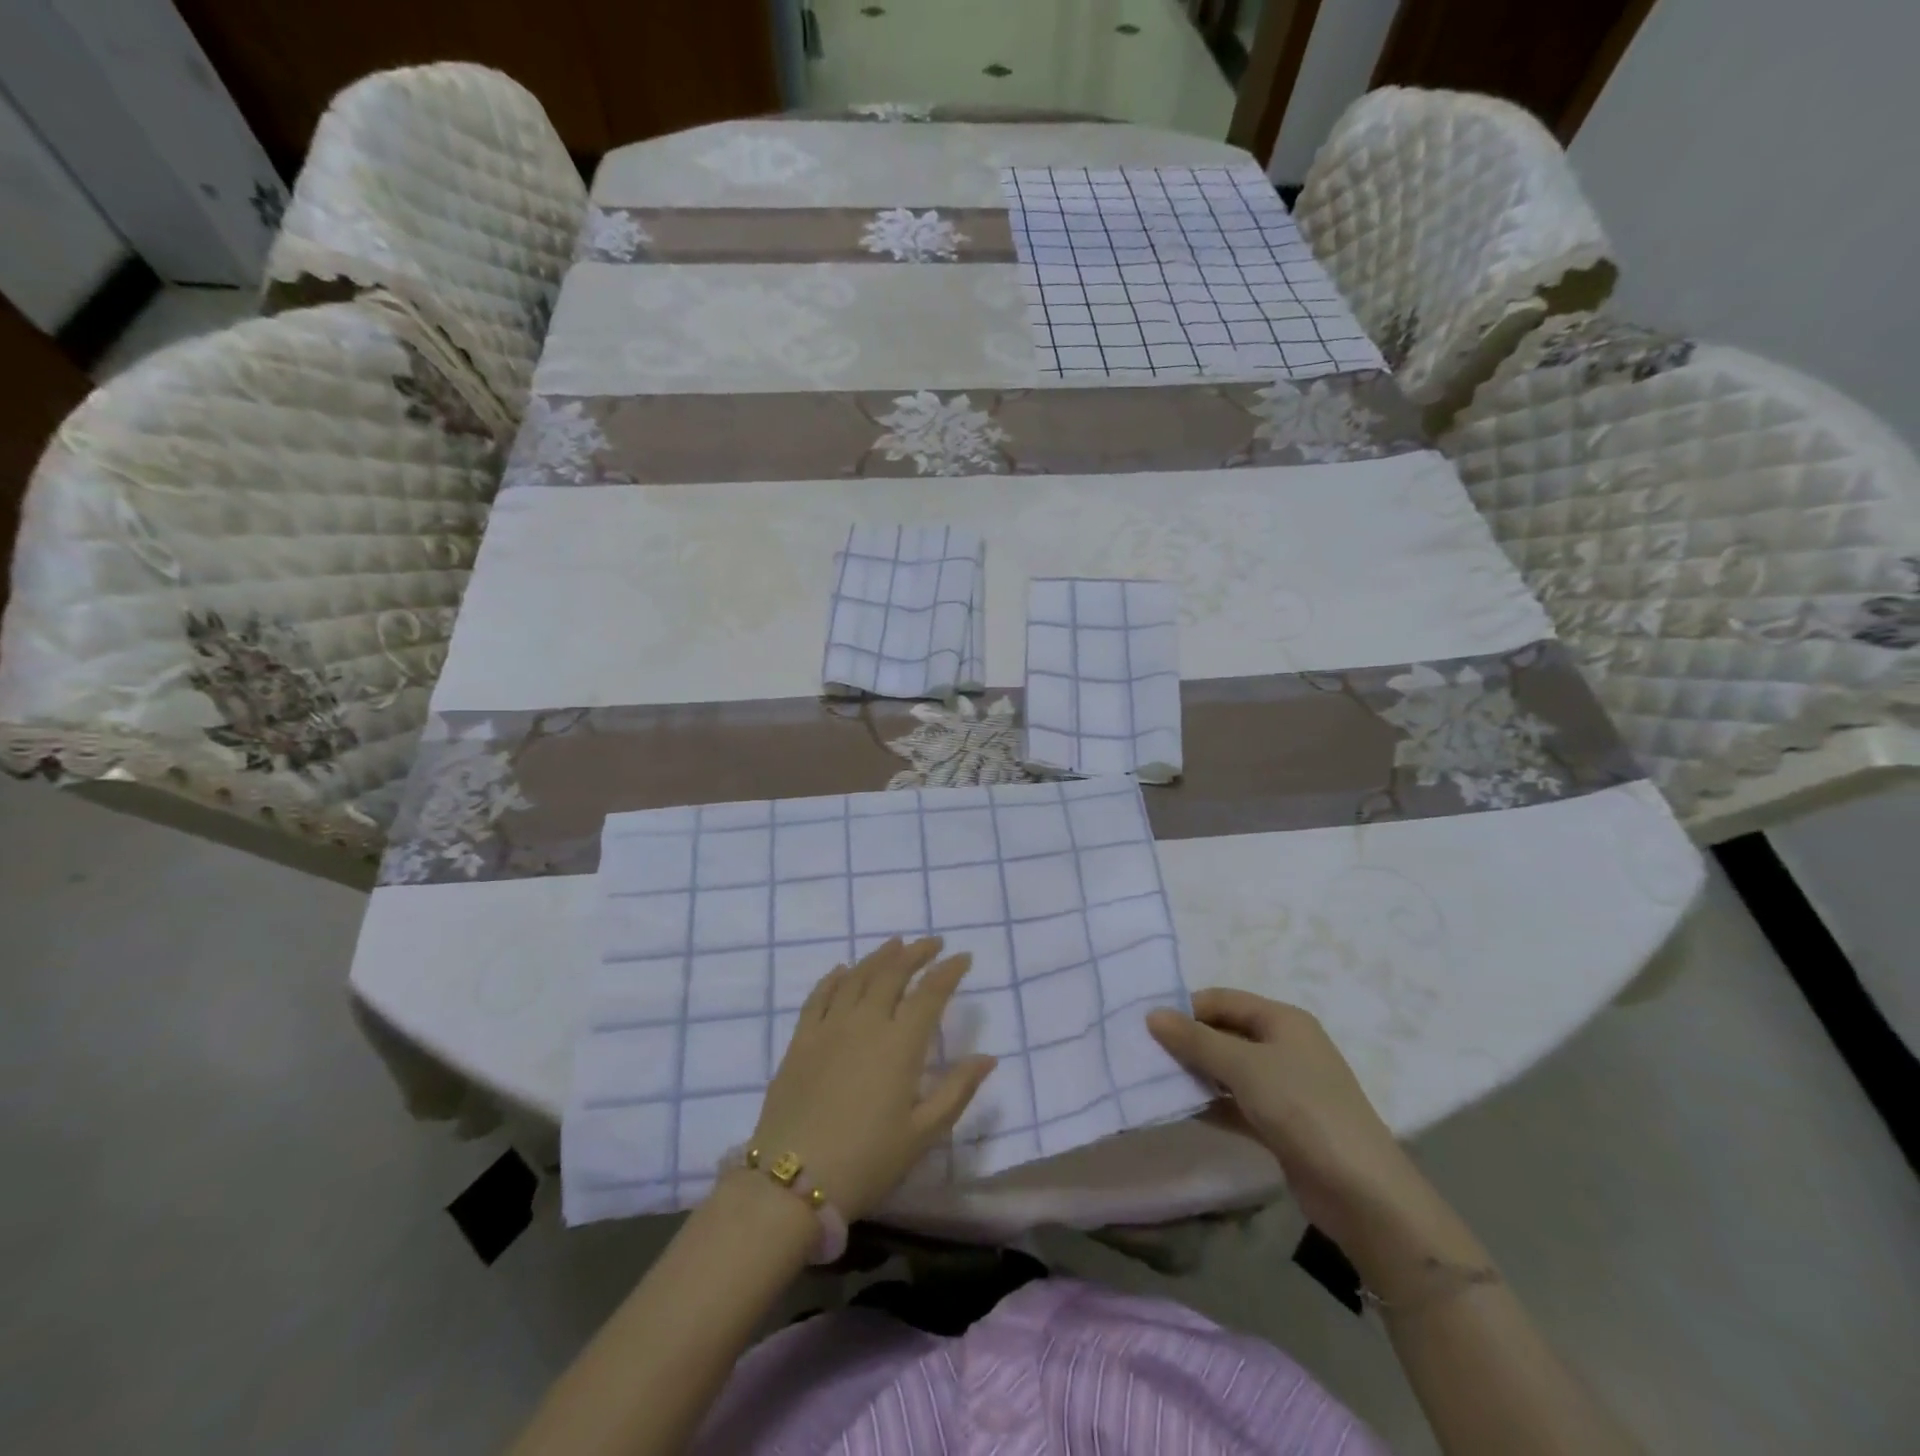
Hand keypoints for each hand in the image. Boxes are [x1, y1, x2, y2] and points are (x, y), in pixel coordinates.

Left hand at [750, 936, 995, 1219]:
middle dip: (916, 953)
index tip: (963, 957)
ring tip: (895, 945)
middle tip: (932, 943)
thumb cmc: (866, 1160)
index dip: (949, 971)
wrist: (791, 1181)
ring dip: (879, 957)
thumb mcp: (922, 1134)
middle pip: (893, 973)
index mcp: (900, 1044)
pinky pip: (819, 995)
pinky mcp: (801, 1039)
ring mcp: (829, 1027)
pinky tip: (842, 971)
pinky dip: (835, 977)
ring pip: (857, 977)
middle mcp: (866, 1022)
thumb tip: (988, 1058)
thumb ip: (957, 1090)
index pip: (930, 993)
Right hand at [1147, 989, 1432, 1254]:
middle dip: (1188, 1042)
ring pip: (1229, 1070)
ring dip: (1197, 1074)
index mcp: (1283, 1020)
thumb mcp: (1244, 1066)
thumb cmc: (1302, 1109)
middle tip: (1145, 1054)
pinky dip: (1212, 1104)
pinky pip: (1237, 1103)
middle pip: (1225, 1032)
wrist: (1362, 1192)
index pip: (1223, 1000)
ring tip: (1155, 1081)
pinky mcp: (1281, 1123)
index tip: (1148, 1026)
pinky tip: (1182, 1111)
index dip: (1186, 1008)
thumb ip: (1196, 1040)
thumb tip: (1152, 1014)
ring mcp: (1285, 1086)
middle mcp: (1284, 1046)